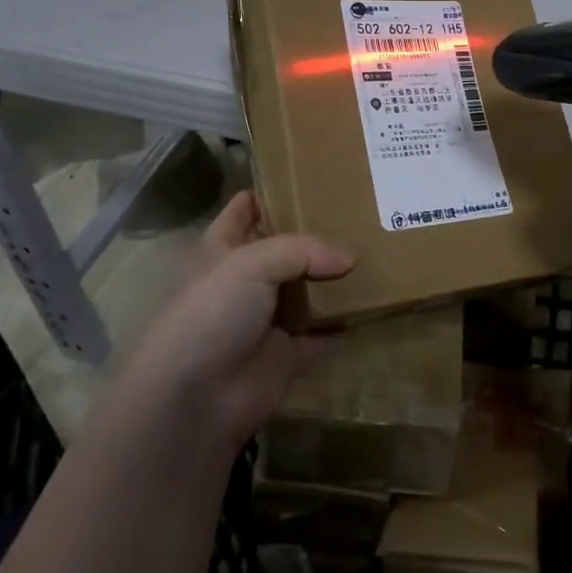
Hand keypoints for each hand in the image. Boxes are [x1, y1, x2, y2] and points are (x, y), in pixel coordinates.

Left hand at [115, 191, 351, 454]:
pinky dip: (344, 324)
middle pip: (284, 249)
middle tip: (361, 210)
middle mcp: (245, 281)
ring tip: (377, 250)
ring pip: (307, 290)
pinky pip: (324, 335)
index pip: (243, 211)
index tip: (307, 173)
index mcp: (223, 250)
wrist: (195, 399)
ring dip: (334, 278)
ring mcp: (267, 320)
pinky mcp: (288, 355)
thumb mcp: (251, 263)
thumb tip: (348, 260)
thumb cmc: (211, 314)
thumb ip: (303, 250)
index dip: (268, 193)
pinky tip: (373, 305)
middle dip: (316, 233)